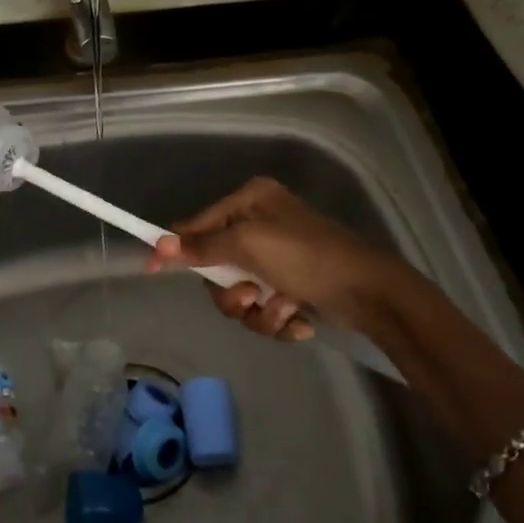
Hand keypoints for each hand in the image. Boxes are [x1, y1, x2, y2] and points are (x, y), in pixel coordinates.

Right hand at [151, 177, 403, 340]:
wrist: (371, 294)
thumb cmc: (307, 257)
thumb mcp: (249, 246)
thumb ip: (203, 247)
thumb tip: (160, 243)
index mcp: (251, 201)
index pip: (198, 224)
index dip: (176, 247)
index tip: (152, 269)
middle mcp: (262, 224)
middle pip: (217, 267)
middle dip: (233, 292)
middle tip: (249, 298)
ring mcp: (278, 257)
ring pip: (240, 294)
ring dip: (259, 312)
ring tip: (285, 311)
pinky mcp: (293, 286)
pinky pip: (264, 308)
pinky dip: (279, 319)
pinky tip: (300, 320)